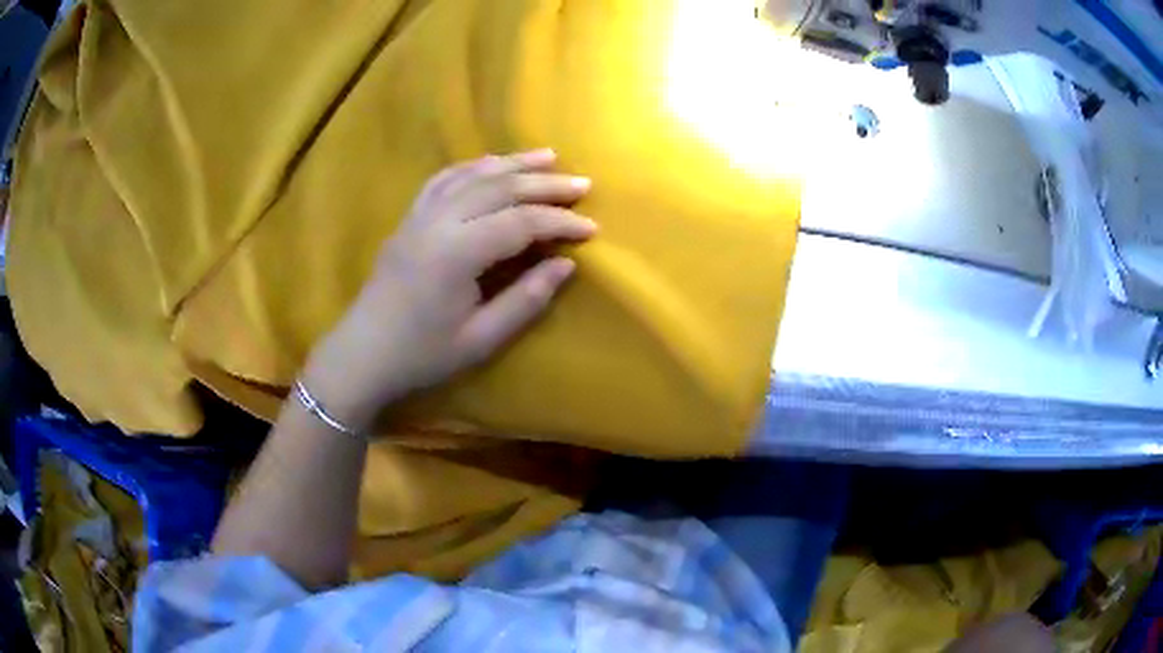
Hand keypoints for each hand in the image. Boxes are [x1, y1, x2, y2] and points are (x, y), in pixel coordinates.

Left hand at [304, 149, 595, 430]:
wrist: (362, 355)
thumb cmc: (421, 355)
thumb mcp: (480, 339)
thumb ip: (525, 299)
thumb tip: (565, 265)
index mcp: (456, 253)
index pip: (520, 223)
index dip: (560, 222)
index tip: (592, 229)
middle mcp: (437, 222)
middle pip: (499, 188)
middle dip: (544, 183)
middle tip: (582, 183)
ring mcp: (419, 215)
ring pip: (472, 175)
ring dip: (512, 163)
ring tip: (548, 156)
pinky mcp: (409, 218)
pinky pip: (443, 179)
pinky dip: (473, 166)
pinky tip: (492, 164)